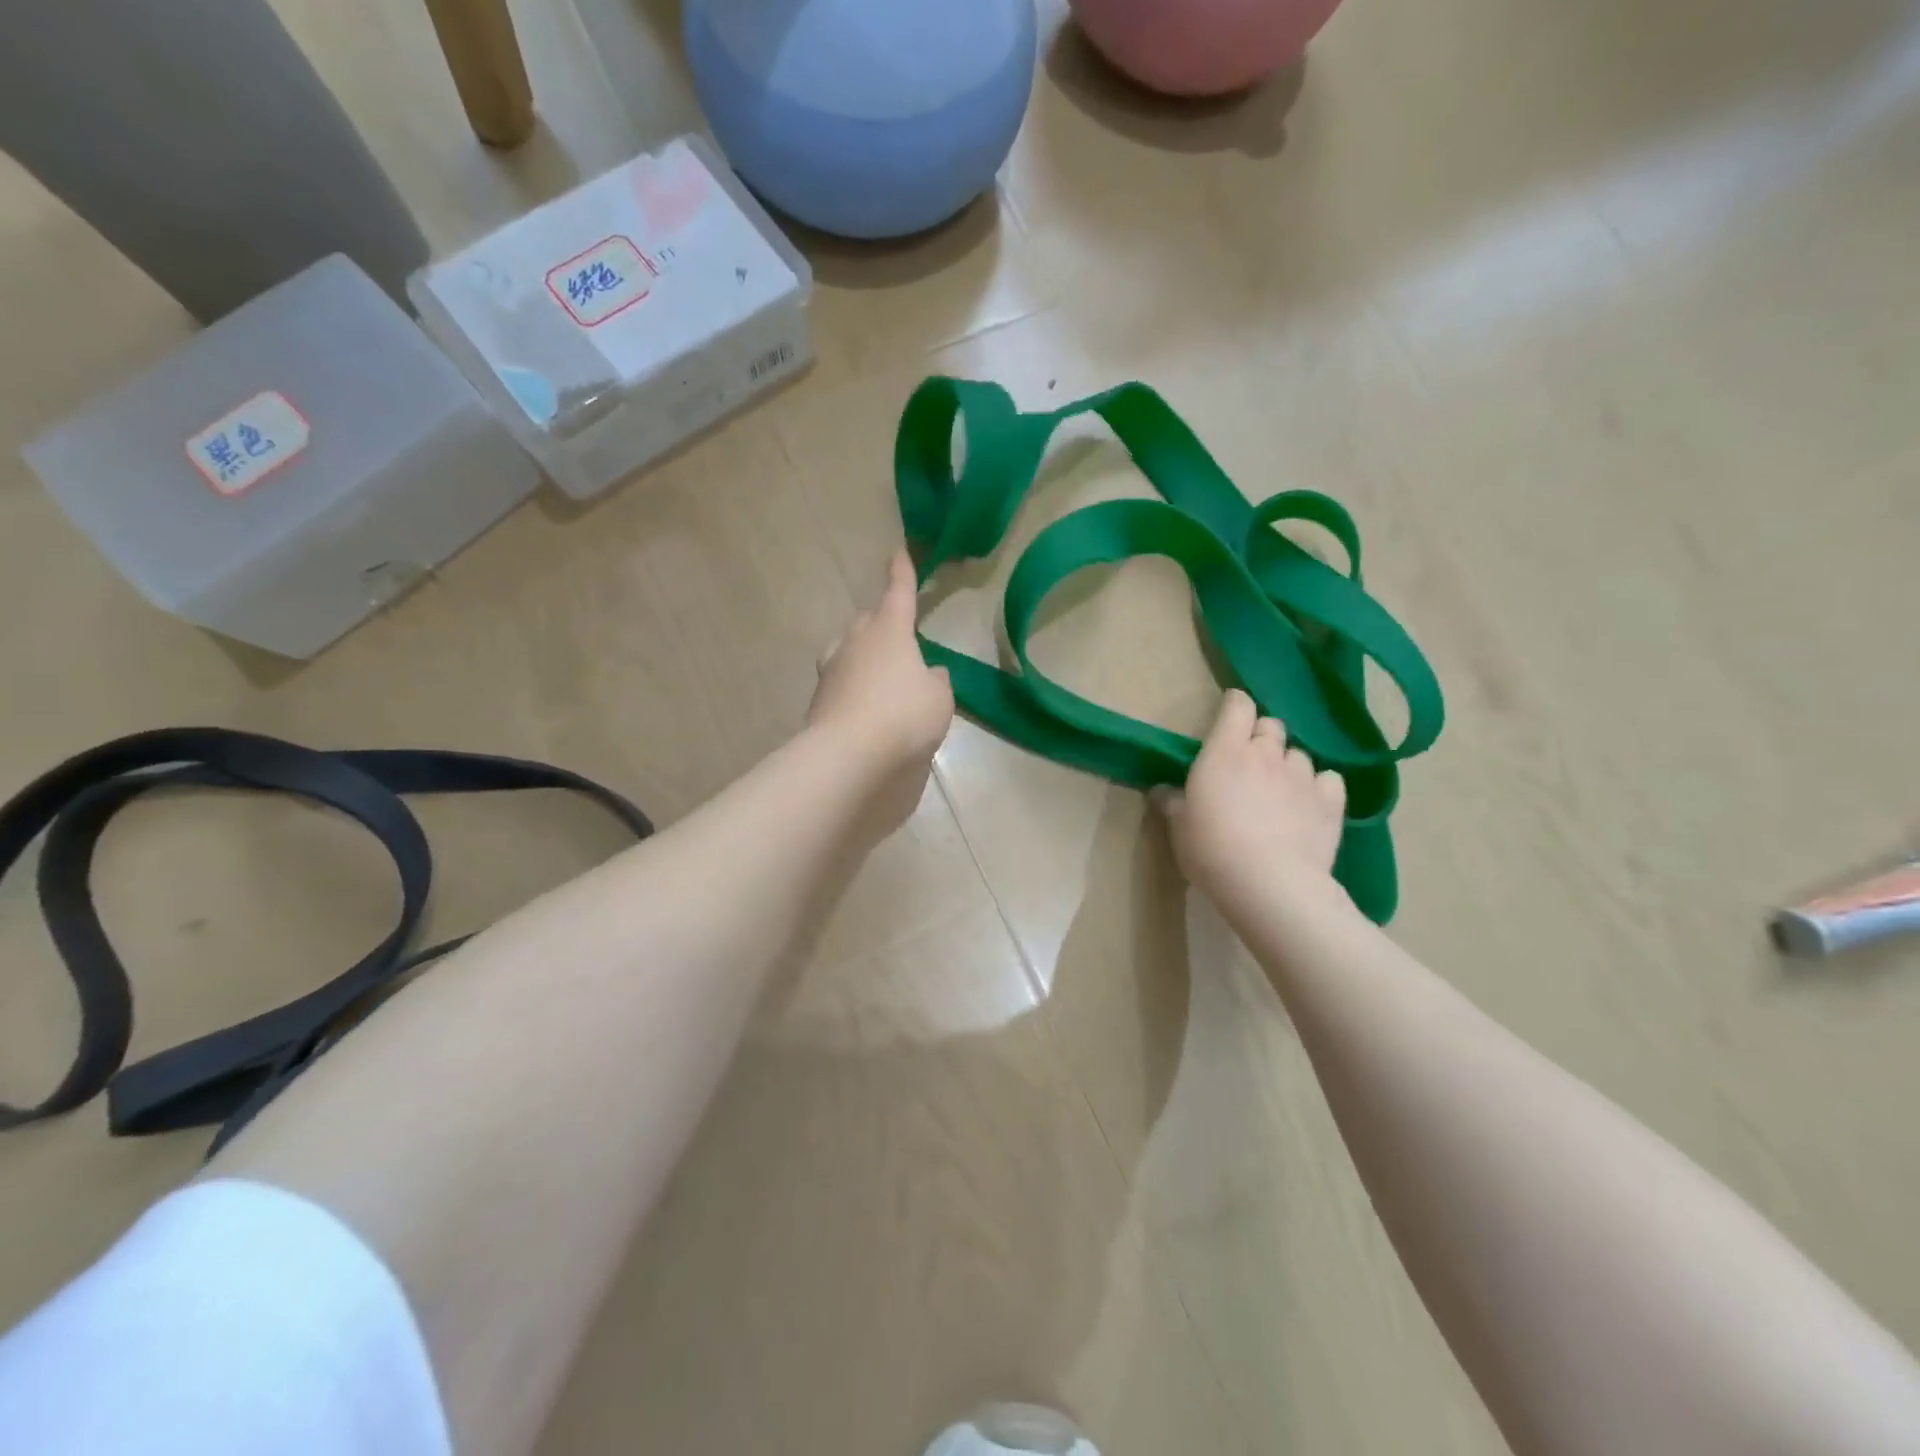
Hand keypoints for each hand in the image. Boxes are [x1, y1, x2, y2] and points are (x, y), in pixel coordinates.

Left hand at [809, 549, 953, 789]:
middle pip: (869, 620)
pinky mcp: (819, 699)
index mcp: (889, 631)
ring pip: (848, 648)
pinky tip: (866, 705)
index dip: (902, 573)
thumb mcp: (938, 698)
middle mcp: (856, 642)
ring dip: (863, 652)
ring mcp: (832, 670)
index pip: (898, 592)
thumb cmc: (904, 716)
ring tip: (878, 669)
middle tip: (898, 633)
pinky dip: (854, 686)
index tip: (899, 551)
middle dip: (882, 620)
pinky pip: (840, 681)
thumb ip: (936, 681)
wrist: (849, 755)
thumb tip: (929, 674)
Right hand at [1155, 690, 1349, 918]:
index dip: (1235, 706)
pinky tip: (1310, 805)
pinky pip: (1329, 779)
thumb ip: (1173, 802)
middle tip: (1249, 761)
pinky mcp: (1331, 801)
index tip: (1228, 717)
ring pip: (1299, 754)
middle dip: (1262, 736)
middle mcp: (1266, 754)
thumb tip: (1163, 790)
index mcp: (1224, 752)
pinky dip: (1320, 787)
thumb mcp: (1179, 827)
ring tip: (1280, 791)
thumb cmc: (1212, 849)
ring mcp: (1302, 775)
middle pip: (1271, 725)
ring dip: (1288, 764)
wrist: (1269, 883)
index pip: (1237, 706)